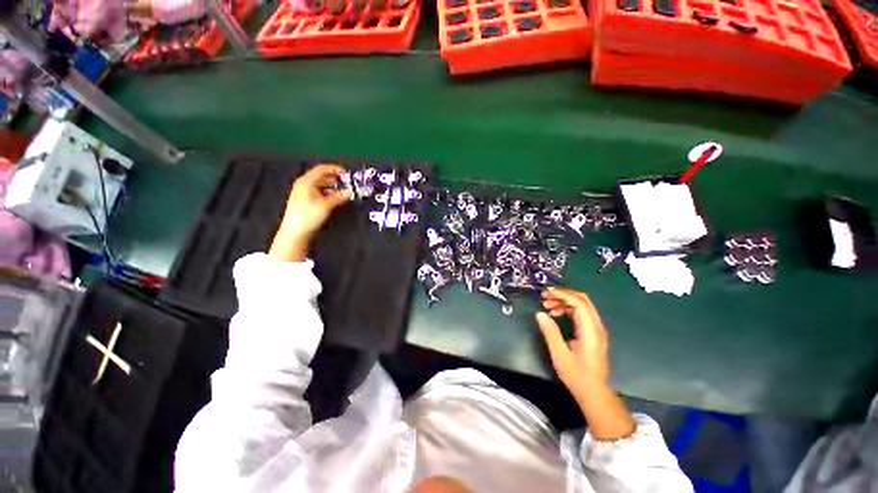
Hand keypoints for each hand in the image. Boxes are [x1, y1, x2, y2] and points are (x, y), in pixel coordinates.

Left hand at [269, 164, 351, 261]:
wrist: (295, 231)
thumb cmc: (308, 216)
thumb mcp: (326, 205)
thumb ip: (339, 196)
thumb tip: (350, 191)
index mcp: (307, 181)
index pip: (322, 169)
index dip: (335, 169)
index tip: (346, 173)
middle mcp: (304, 184)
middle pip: (321, 176)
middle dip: (335, 178)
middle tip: (347, 182)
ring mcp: (303, 192)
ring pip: (320, 184)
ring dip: (332, 186)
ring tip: (343, 191)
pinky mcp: (305, 200)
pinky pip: (318, 191)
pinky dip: (327, 192)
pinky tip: (334, 198)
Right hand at [536, 287, 609, 395]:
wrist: (594, 392)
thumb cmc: (577, 376)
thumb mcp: (560, 355)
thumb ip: (550, 333)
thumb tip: (539, 314)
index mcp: (590, 332)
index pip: (579, 304)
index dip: (562, 295)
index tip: (546, 293)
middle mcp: (597, 327)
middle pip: (583, 300)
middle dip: (563, 295)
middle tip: (545, 296)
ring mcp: (596, 329)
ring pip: (582, 305)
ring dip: (564, 301)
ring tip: (547, 305)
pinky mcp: (593, 332)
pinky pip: (581, 313)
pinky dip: (568, 309)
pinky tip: (556, 313)